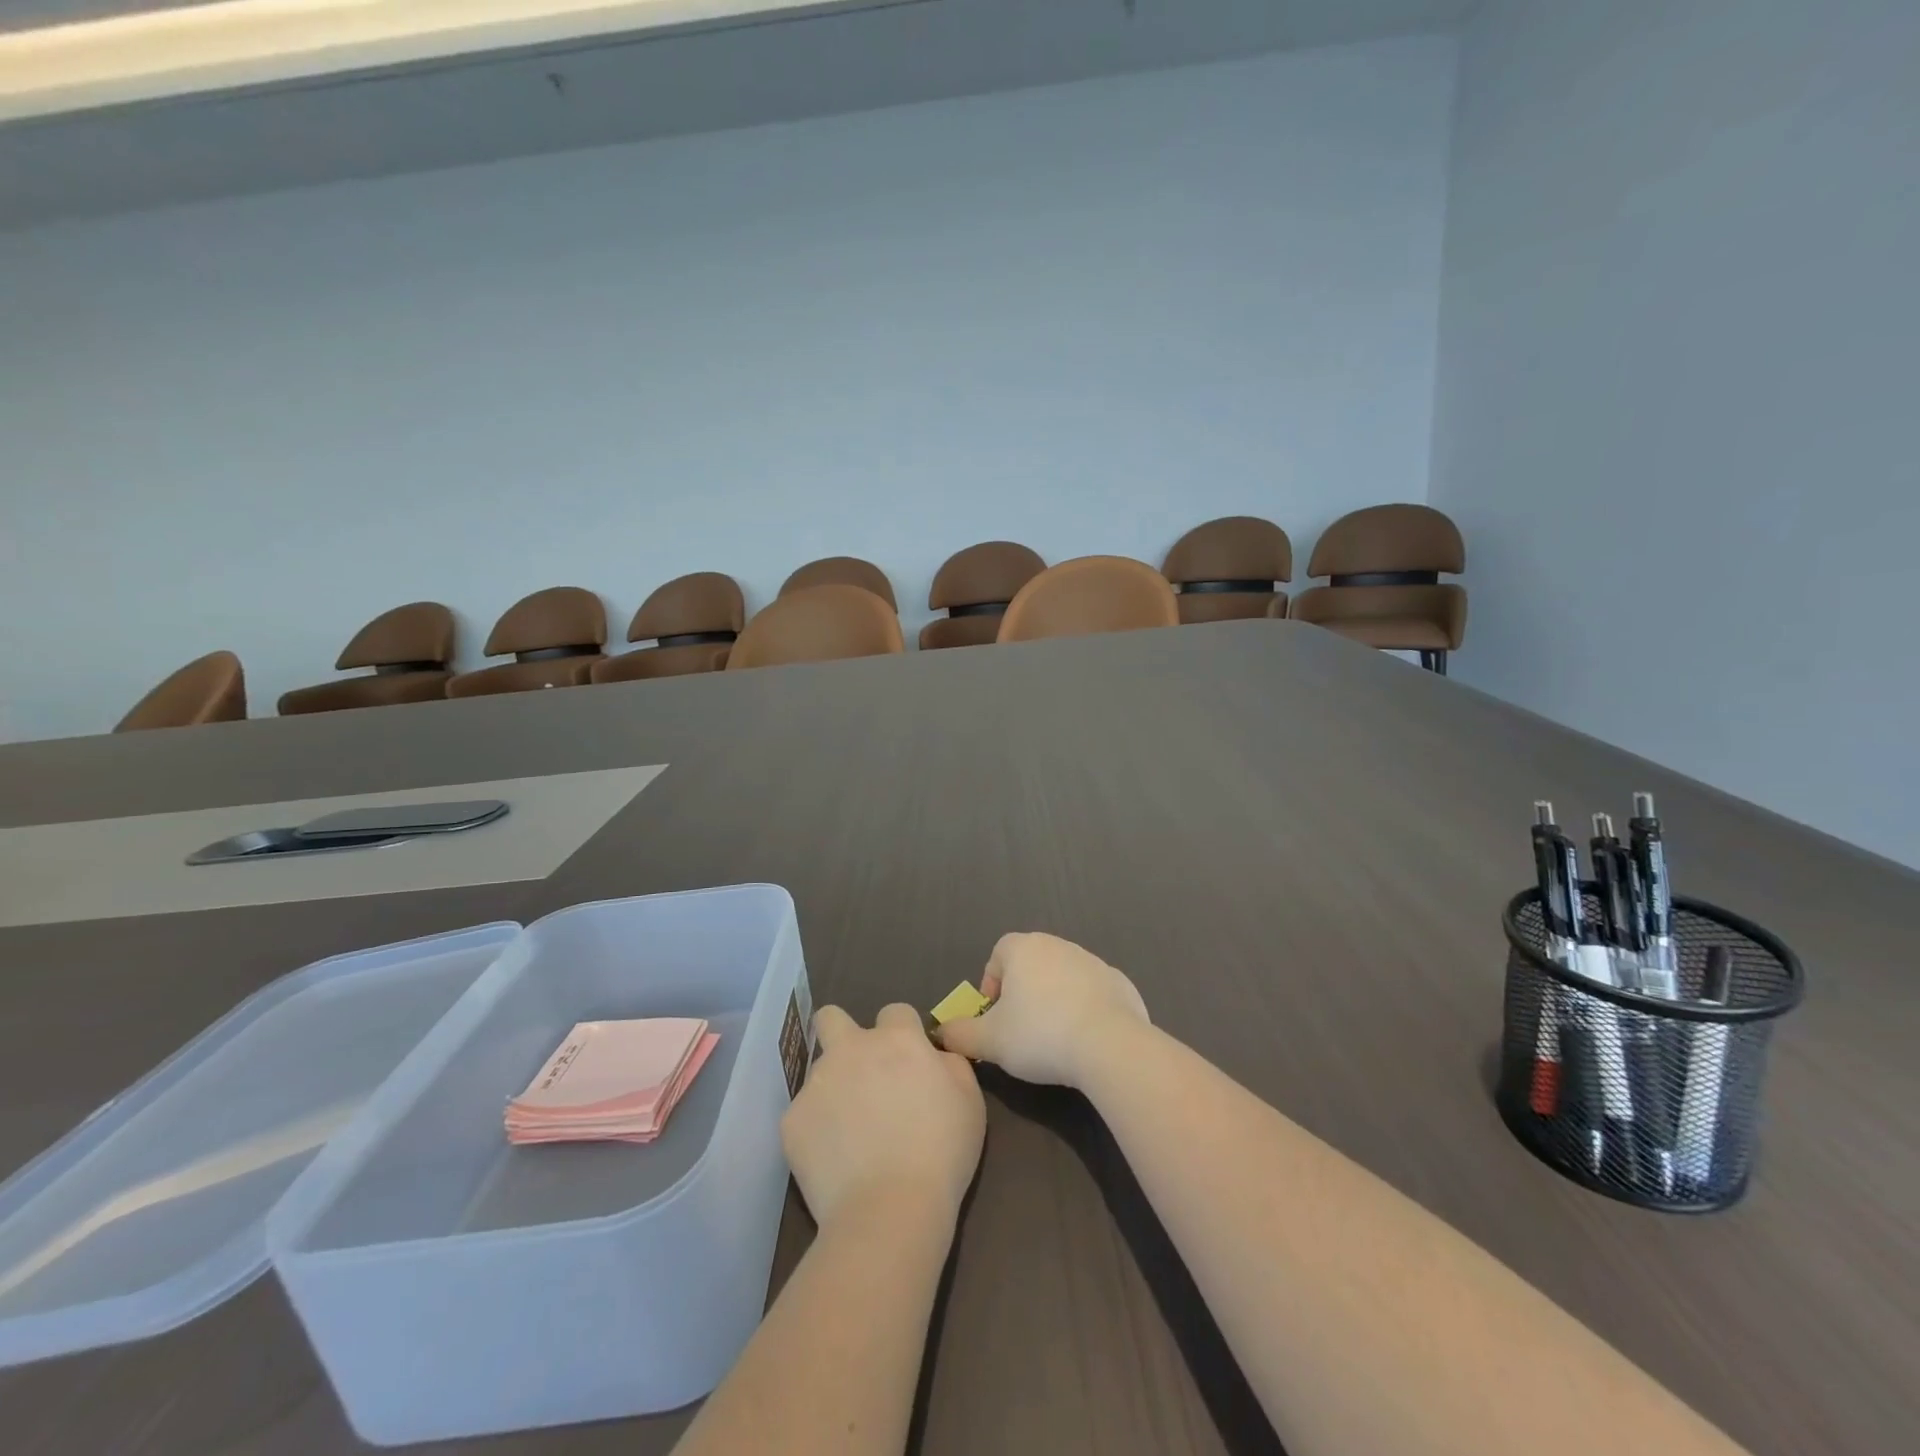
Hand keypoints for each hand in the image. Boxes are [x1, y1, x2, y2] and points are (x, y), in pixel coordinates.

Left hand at [782, 1003, 984, 1229]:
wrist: (889, 1210)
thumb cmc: (941, 1153)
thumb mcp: (970, 1101)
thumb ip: (951, 1064)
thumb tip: (934, 1055)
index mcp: (897, 1039)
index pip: (895, 1012)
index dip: (902, 1034)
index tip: (908, 1063)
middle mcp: (851, 1048)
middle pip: (831, 1017)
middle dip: (842, 1032)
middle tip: (859, 1070)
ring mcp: (817, 1083)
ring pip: (820, 1071)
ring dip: (834, 1088)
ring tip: (850, 1132)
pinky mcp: (792, 1120)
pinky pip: (805, 1115)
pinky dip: (817, 1130)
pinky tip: (834, 1160)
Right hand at [936, 932, 1149, 1087]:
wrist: (1109, 1044)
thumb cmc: (1039, 1035)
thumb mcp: (989, 1041)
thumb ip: (960, 1034)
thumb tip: (941, 1033)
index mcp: (1024, 949)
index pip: (998, 954)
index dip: (992, 984)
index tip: (995, 1016)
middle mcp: (1058, 945)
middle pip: (1031, 964)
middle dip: (1023, 993)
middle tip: (1021, 1030)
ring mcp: (1092, 961)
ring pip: (1063, 977)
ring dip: (1055, 1000)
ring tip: (1054, 1038)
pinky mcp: (1119, 982)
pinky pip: (1093, 993)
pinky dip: (1085, 1010)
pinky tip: (1086, 1041)